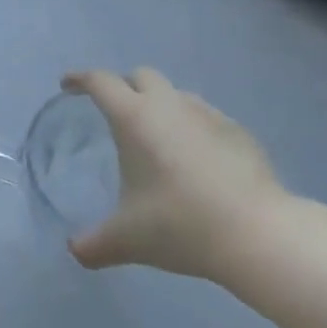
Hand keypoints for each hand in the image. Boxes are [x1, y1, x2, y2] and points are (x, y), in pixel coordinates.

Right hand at [65, 67, 294, 283]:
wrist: (258, 234)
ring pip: (175, 94)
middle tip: (115, 113)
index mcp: (134, 118)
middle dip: (123, 86)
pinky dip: (191, 127)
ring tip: (157, 139)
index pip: (100, 82)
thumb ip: (94, 244)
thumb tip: (74, 251)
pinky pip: (205, 117)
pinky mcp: (237, 131)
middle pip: (140, 76)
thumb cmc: (181, 225)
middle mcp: (169, 105)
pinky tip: (196, 160)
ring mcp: (207, 114)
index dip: (80, 79)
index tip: (68, 86)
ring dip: (160, 105)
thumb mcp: (128, 239)